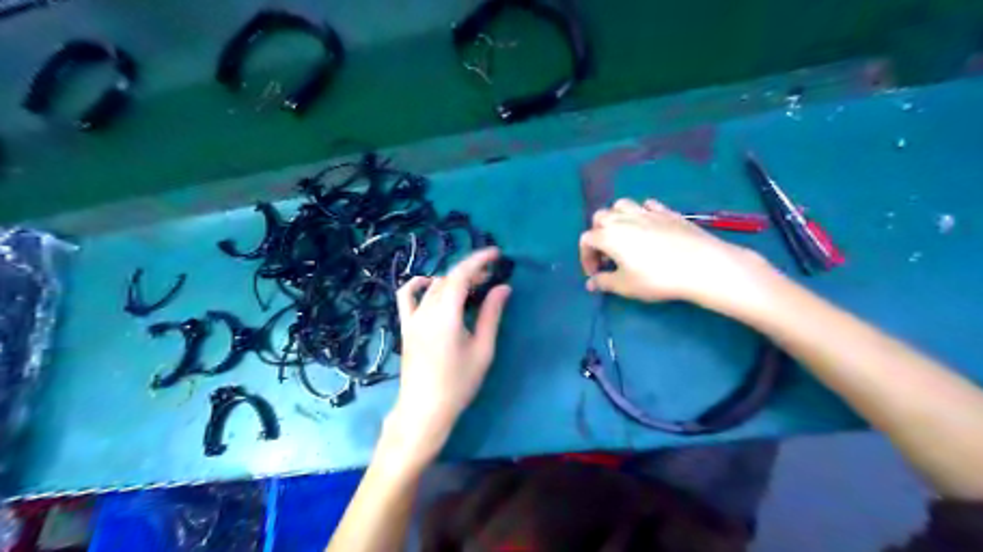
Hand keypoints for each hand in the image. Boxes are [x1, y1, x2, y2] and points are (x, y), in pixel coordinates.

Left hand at [381, 248, 510, 463]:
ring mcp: (412, 318)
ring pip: (432, 286)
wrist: (424, 410)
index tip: (496, 253)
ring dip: (452, 278)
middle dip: (471, 270)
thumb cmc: (458, 383)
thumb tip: (503, 288)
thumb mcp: (482, 349)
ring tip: (472, 284)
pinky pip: (407, 297)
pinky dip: (419, 285)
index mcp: (446, 314)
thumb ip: (492, 315)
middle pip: (448, 278)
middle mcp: (426, 310)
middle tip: (492, 274)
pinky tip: (431, 285)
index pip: (461, 275)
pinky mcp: (406, 327)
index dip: (479, 260)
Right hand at [577, 195, 770, 310]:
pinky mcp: (667, 211)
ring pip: (621, 205)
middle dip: (598, 234)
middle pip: (600, 217)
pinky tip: (648, 227)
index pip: (586, 240)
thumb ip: (604, 283)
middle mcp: (623, 218)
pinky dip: (641, 213)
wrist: (700, 265)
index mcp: (608, 235)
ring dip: (617, 218)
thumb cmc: (656, 278)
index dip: (586, 257)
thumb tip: (591, 284)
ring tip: (624, 236)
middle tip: (607, 254)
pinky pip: (647, 205)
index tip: (596, 274)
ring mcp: (646, 212)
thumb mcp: (625, 286)